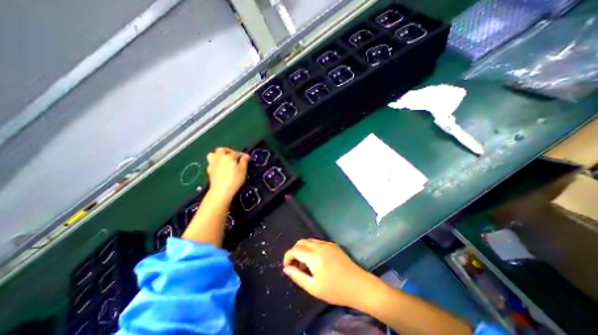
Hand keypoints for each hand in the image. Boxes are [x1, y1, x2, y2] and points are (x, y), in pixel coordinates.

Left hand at [208, 147, 249, 201]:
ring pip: (213, 154)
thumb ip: (244, 161)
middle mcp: (219, 157)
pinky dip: (216, 162)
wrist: (221, 191)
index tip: (248, 158)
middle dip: (228, 151)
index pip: (237, 153)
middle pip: (222, 149)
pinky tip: (220, 168)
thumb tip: (246, 156)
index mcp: (228, 156)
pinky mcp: (209, 171)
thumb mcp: (243, 170)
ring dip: (218, 155)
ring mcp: (213, 164)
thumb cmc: (234, 179)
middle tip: (233, 155)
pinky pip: (211, 162)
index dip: (243, 155)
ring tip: (224, 159)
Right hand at [283, 238, 375, 308]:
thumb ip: (297, 276)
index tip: (287, 267)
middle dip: (294, 252)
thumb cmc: (335, 290)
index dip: (287, 257)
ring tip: (304, 264)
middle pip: (301, 242)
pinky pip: (317, 242)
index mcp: (314, 256)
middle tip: (295, 266)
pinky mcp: (333, 245)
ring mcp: (327, 243)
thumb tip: (286, 269)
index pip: (295, 250)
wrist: (359, 285)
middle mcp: (319, 246)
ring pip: (309, 241)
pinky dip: (311, 248)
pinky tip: (315, 260)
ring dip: (303, 249)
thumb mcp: (313, 287)